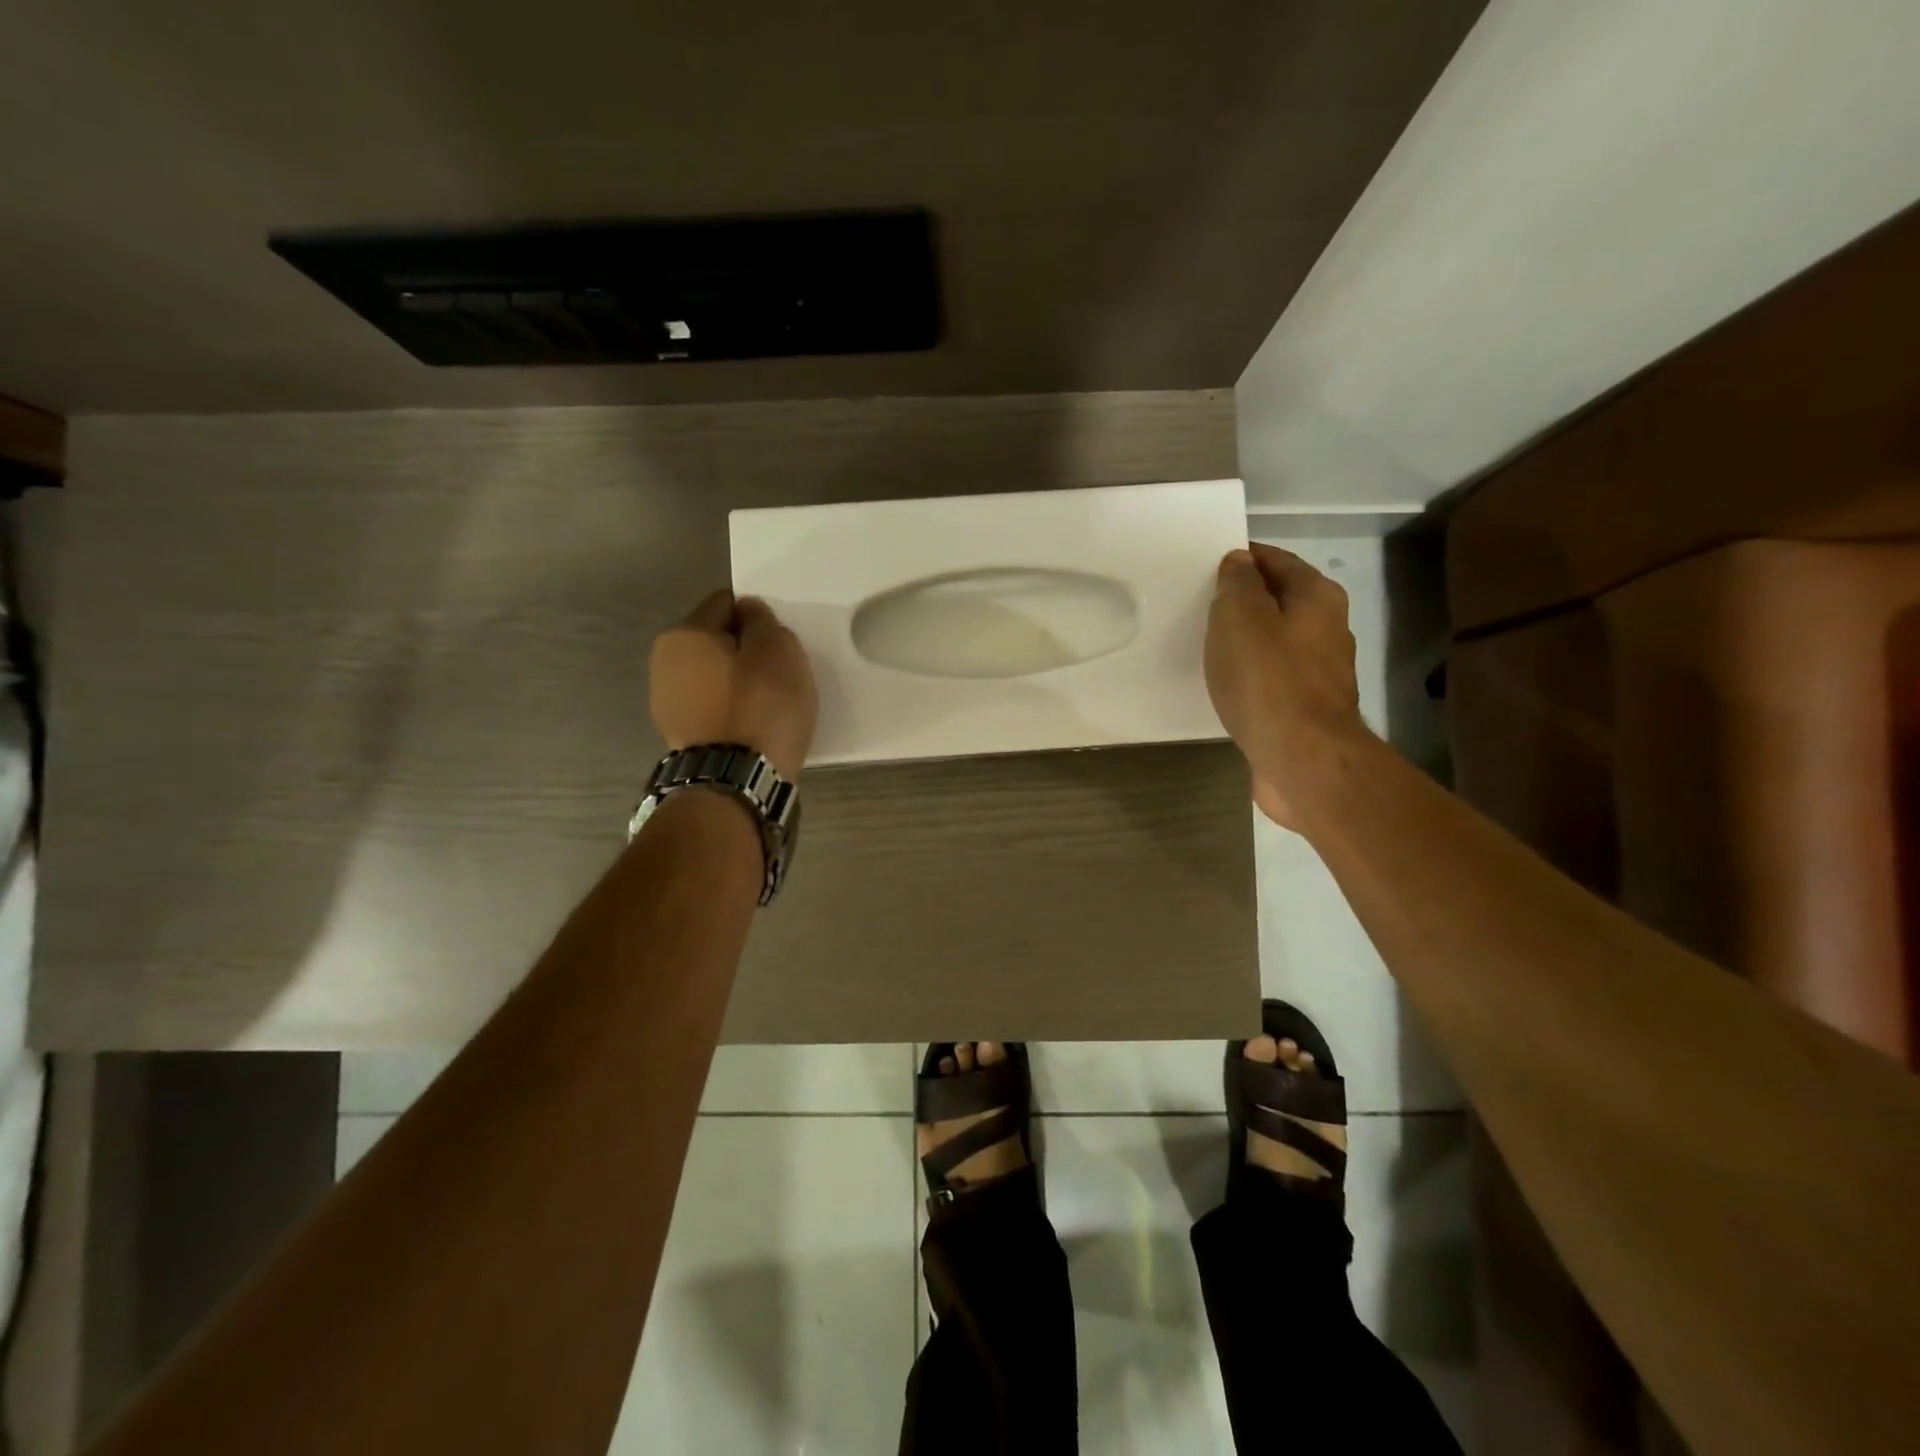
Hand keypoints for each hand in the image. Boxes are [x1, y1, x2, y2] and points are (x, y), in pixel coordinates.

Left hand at [650, 590, 817, 780]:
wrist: (738, 780)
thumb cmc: (761, 706)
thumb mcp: (778, 649)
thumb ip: (762, 620)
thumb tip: (747, 613)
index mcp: (683, 634)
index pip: (727, 603)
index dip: (758, 618)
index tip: (778, 645)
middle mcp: (662, 662)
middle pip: (716, 641)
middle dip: (744, 651)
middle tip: (777, 676)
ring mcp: (666, 703)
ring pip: (713, 676)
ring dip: (737, 683)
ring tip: (764, 707)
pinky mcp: (678, 735)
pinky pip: (711, 707)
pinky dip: (729, 710)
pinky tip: (749, 727)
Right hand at [1205, 546, 1371, 828]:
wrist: (1302, 759)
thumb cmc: (1268, 680)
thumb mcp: (1240, 618)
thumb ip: (1237, 584)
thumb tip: (1239, 563)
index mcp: (1317, 597)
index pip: (1276, 560)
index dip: (1242, 559)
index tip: (1205, 568)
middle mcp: (1327, 628)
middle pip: (1279, 601)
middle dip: (1243, 600)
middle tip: (1200, 606)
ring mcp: (1320, 672)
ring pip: (1276, 641)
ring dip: (1246, 640)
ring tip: (1206, 645)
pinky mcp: (1307, 708)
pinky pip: (1272, 678)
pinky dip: (1250, 674)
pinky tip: (1226, 685)